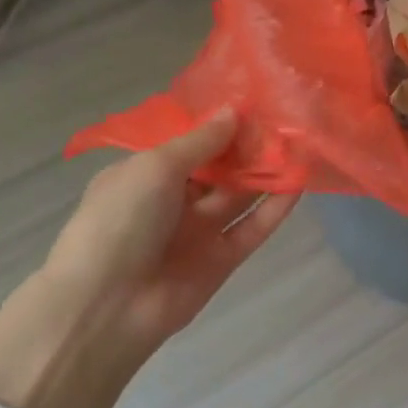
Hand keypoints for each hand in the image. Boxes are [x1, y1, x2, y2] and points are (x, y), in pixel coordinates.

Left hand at [0, 109, 297, 407]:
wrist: (106, 306)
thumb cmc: (120, 220)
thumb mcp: (155, 167)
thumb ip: (200, 141)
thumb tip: (233, 112)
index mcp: (145, 174)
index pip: (189, 143)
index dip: (219, 124)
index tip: (255, 101)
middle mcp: (173, 200)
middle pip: (219, 168)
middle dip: (249, 146)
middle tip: (286, 118)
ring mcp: (198, 231)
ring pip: (240, 195)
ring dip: (267, 172)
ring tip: (302, 143)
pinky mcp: (222, 260)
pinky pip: (253, 228)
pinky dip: (276, 208)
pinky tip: (301, 182)